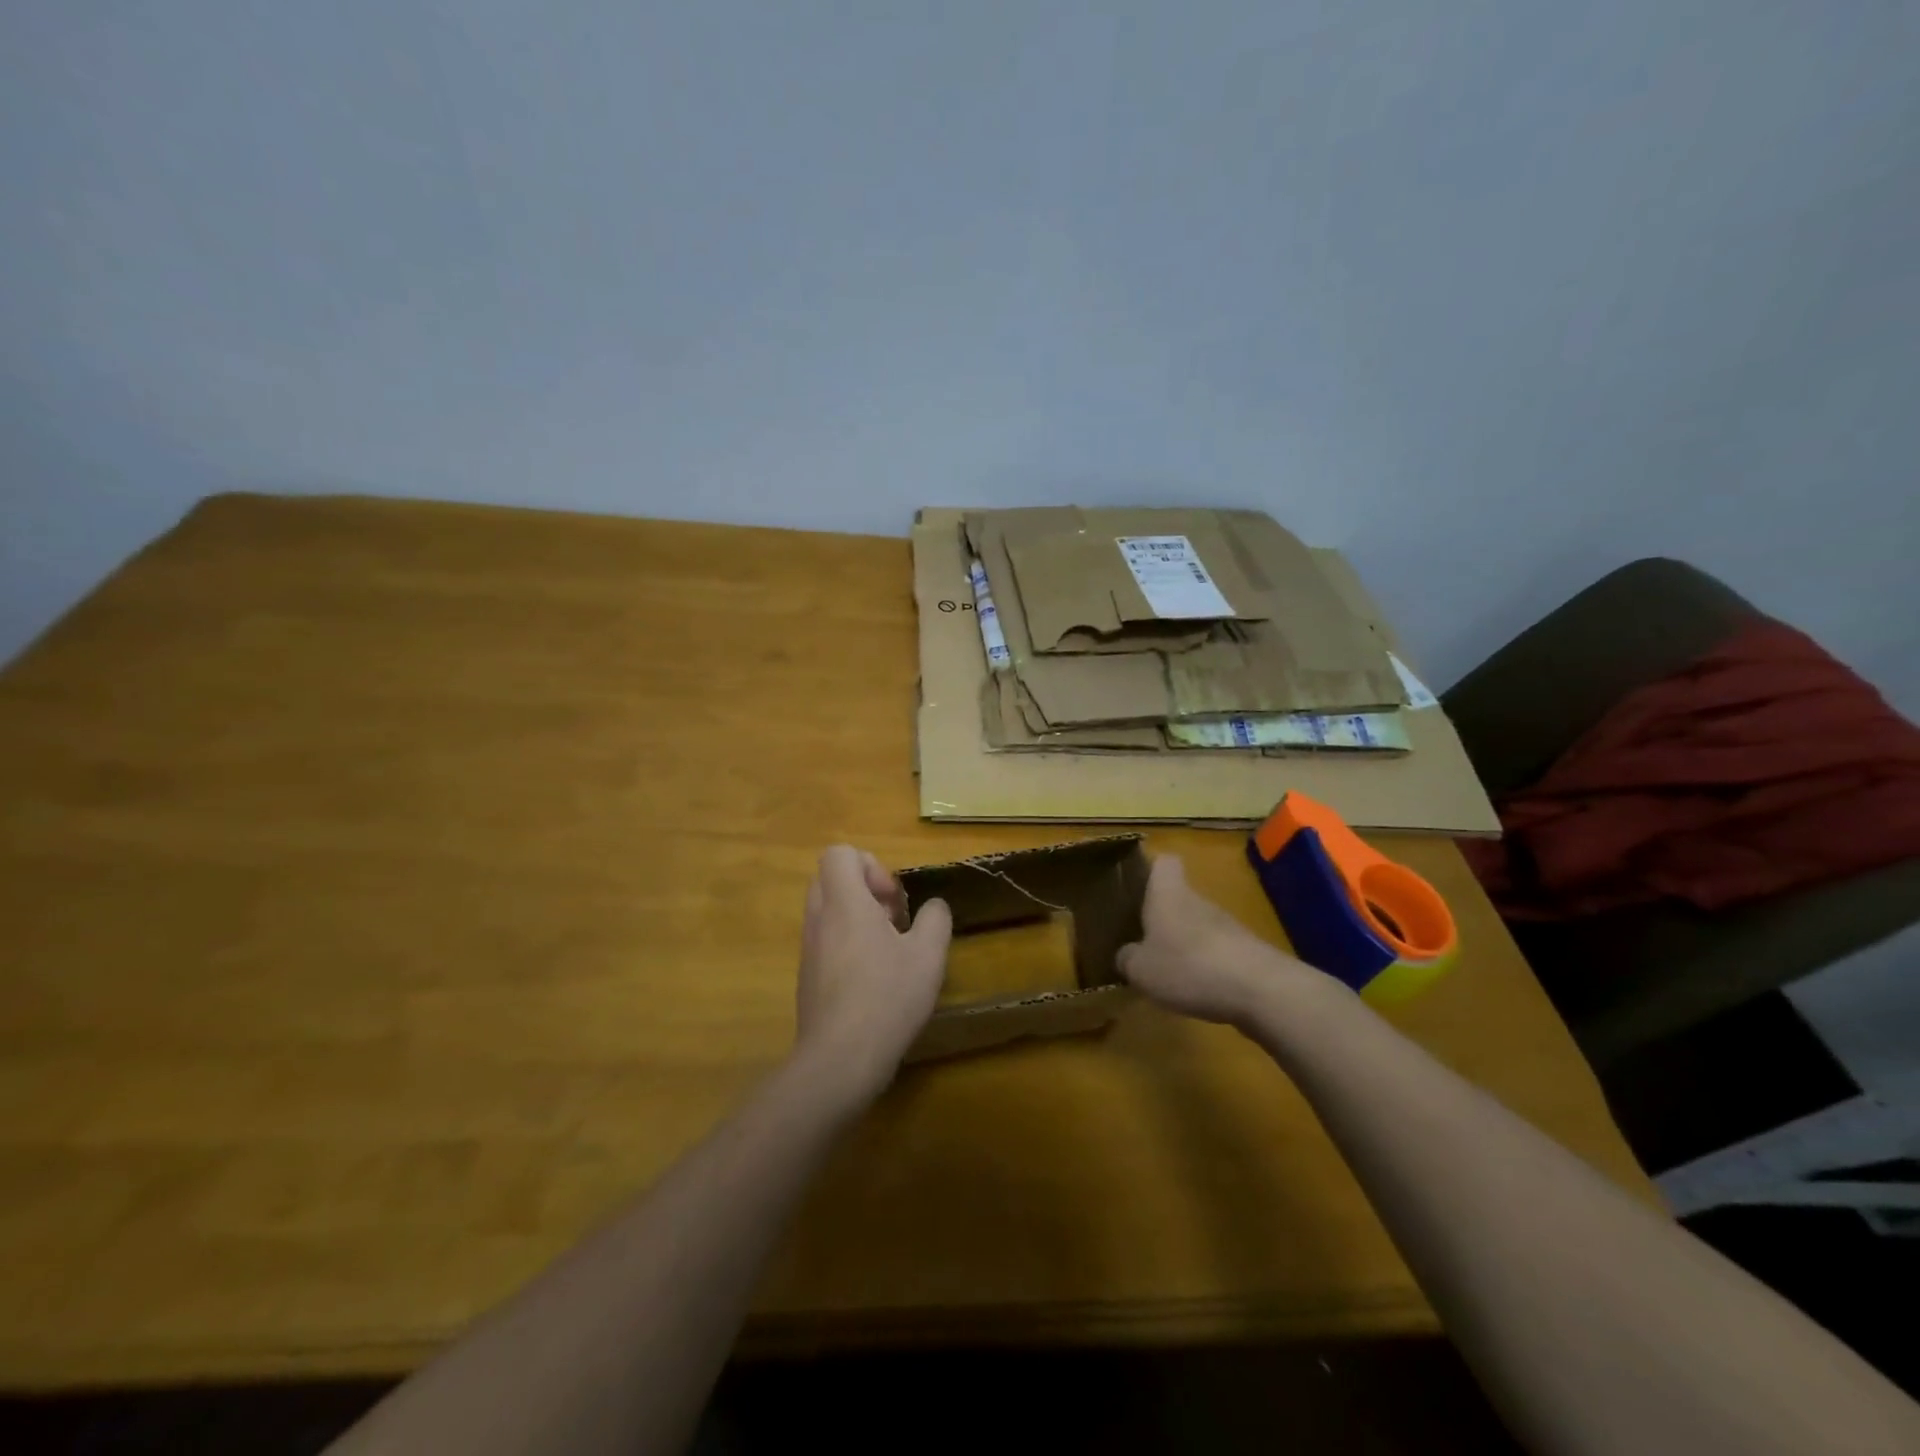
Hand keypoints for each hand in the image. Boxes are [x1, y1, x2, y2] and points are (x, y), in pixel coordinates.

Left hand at [794, 845, 951, 1100]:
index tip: (892, 899)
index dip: (870, 865)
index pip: (839, 854)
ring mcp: (808, 950)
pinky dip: (847, 946)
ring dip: (857, 919)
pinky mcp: (806, 978)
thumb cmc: (886, 998)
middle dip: (865, 890)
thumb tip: (933, 907)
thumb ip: (935, 920)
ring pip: (828, 912)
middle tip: (894, 920)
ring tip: (889, 953)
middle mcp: (819, 919)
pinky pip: (824, 942)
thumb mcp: (928, 955)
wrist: (839, 1061)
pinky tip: (874, 981)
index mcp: (844, 902)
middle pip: (831, 880)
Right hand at [1116, 855, 1319, 1027]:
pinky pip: (1216, 951)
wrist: (1261, 990)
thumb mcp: (1141, 969)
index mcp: (1168, 894)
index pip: (1164, 862)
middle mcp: (1198, 901)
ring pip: (1197, 925)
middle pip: (1179, 897)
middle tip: (1141, 941)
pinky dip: (1205, 966)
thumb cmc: (1189, 966)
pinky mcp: (1246, 951)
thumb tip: (1125, 954)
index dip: (1150, 869)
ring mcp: (1226, 925)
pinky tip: (1196, 990)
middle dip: (1162, 917)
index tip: (1136, 887)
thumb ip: (1127, 959)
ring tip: (1167, 972)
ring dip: (1183, 943)